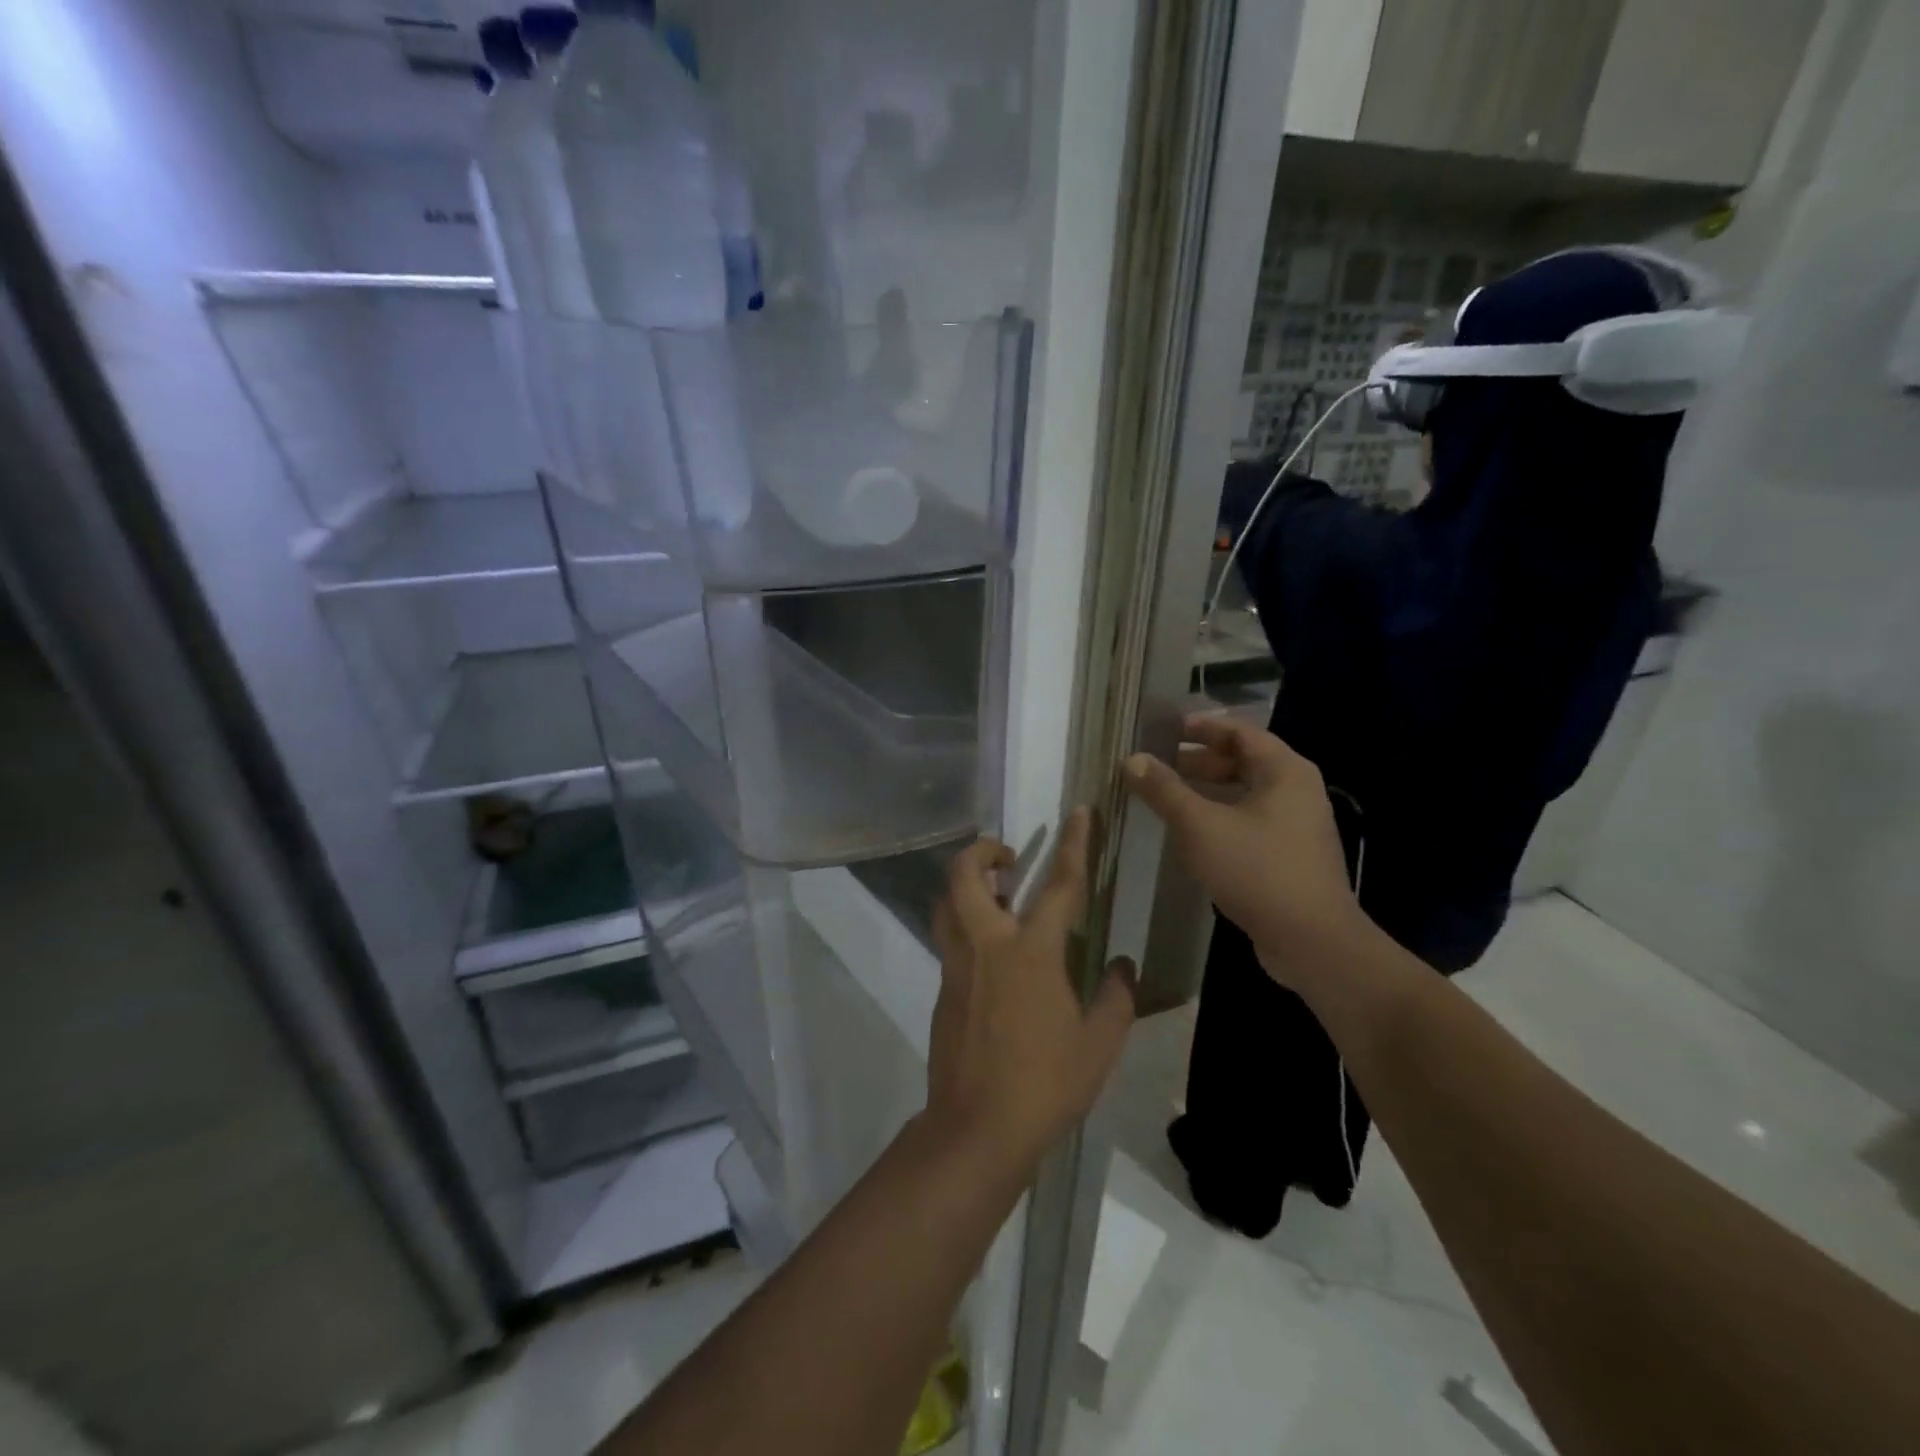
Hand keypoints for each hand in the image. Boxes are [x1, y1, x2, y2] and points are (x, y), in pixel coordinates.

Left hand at [927, 808, 1136, 1176]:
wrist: (977, 1129)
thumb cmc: (1045, 1084)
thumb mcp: (1099, 1044)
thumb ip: (1114, 998)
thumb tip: (1121, 965)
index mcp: (1032, 952)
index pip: (1057, 885)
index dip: (1072, 844)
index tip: (1077, 812)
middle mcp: (987, 946)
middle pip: (965, 876)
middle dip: (981, 851)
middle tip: (1008, 857)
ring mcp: (957, 966)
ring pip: (947, 904)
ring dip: (966, 885)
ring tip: (996, 895)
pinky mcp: (942, 989)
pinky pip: (949, 939)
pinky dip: (965, 925)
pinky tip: (993, 956)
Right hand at [1123, 715, 1363, 988]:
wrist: (1312, 941)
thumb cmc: (1257, 870)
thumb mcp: (1200, 826)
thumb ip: (1164, 790)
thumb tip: (1132, 759)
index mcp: (1285, 771)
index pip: (1240, 732)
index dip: (1202, 727)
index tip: (1166, 730)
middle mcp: (1297, 791)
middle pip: (1244, 761)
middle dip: (1200, 761)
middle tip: (1160, 766)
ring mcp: (1297, 826)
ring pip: (1245, 794)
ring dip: (1207, 792)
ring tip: (1168, 798)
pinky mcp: (1291, 856)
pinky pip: (1250, 821)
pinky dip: (1220, 817)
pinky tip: (1192, 834)